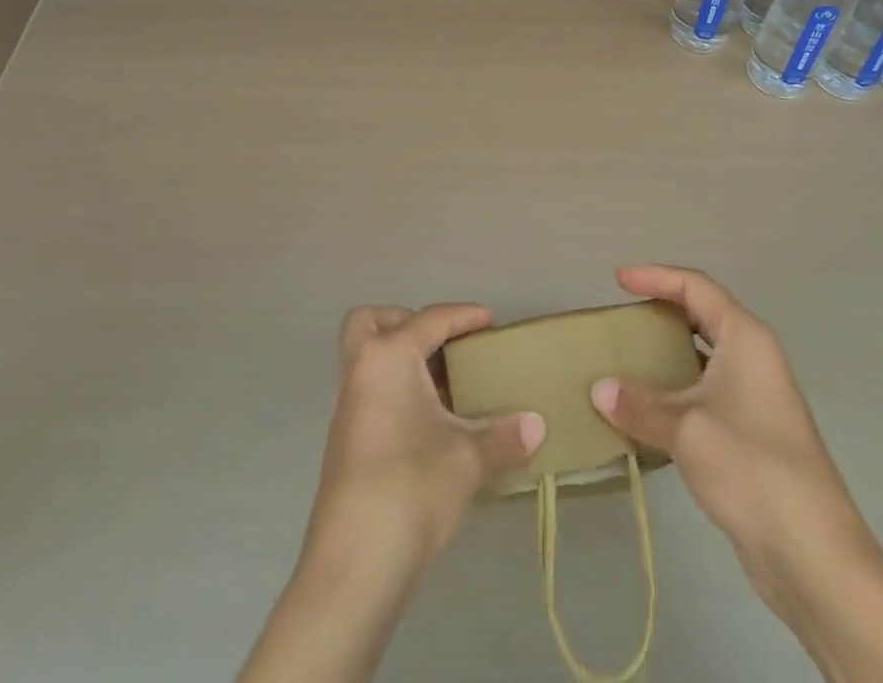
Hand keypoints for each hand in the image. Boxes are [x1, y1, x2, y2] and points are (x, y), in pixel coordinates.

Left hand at [239, 303, 544, 682]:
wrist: (354, 567)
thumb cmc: (411, 488)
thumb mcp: (467, 458)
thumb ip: (502, 434)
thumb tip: (537, 424)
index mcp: (387, 357)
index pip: (429, 319)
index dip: (463, 316)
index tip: (490, 320)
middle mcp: (360, 371)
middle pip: (372, 323)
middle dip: (405, 323)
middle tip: (442, 345)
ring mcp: (347, 408)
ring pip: (368, 360)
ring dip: (402, 362)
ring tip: (447, 386)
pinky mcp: (345, 443)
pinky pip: (370, 392)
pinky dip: (396, 392)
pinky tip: (429, 424)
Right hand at [589, 265, 847, 581]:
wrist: (815, 556)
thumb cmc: (752, 468)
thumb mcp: (686, 429)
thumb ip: (640, 405)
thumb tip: (599, 390)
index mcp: (745, 337)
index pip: (695, 287)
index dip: (655, 277)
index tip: (617, 280)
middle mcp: (753, 357)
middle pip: (701, 316)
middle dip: (661, 312)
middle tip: (621, 318)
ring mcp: (755, 397)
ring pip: (702, 358)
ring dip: (666, 356)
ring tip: (625, 360)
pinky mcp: (750, 434)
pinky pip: (704, 393)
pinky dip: (674, 392)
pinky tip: (646, 411)